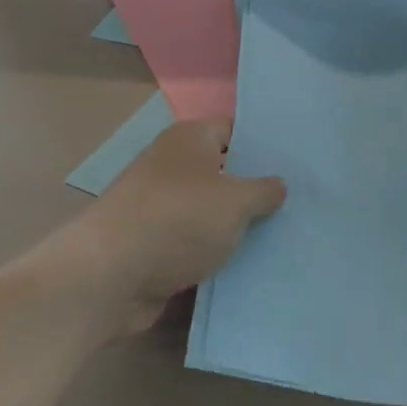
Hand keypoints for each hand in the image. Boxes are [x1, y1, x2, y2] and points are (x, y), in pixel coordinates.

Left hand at [61, 119, 285, 336]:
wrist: (108, 276)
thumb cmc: (178, 220)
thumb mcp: (235, 201)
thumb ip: (263, 190)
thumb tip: (278, 184)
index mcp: (189, 138)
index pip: (233, 129)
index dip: (263, 144)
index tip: (296, 163)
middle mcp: (171, 165)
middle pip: (222, 171)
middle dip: (253, 190)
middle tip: (298, 204)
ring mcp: (159, 206)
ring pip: (208, 211)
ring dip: (234, 227)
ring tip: (282, 238)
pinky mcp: (152, 244)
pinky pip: (193, 243)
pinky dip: (213, 254)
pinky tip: (248, 267)